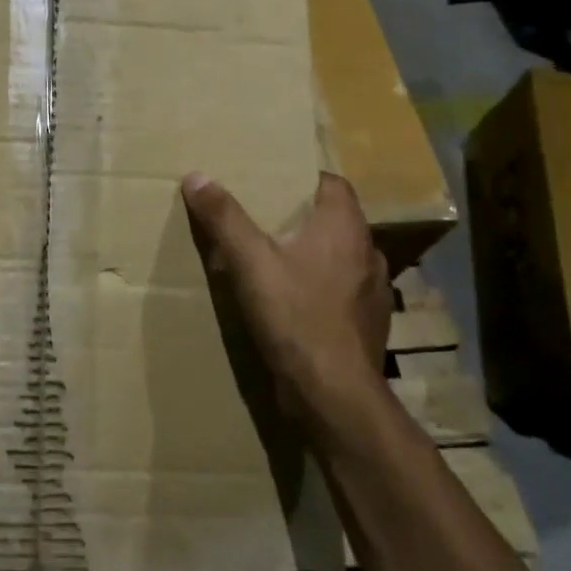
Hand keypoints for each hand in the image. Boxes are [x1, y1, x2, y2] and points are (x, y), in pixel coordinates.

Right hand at [181, 170, 391, 419]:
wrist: (334, 394)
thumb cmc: (295, 316)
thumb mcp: (250, 262)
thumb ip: (224, 218)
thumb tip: (197, 176)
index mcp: (345, 227)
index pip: (331, 182)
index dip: (301, 178)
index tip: (270, 182)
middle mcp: (367, 252)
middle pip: (334, 219)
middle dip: (301, 216)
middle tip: (262, 218)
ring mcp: (373, 291)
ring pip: (339, 257)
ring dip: (312, 254)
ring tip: (274, 258)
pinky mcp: (368, 323)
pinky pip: (341, 290)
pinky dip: (319, 287)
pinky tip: (293, 301)